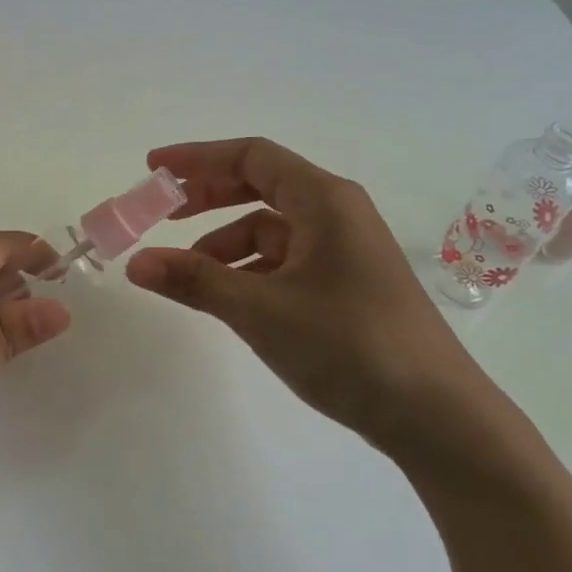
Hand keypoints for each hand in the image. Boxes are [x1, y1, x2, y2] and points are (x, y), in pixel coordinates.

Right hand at [126, 137, 510, 463]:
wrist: (436, 415)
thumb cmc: (349, 345)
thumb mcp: (261, 311)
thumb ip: (196, 281)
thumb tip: (135, 263)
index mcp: (324, 200)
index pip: (251, 156)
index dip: (197, 158)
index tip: (154, 170)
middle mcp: (336, 213)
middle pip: (260, 185)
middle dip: (207, 196)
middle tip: (161, 213)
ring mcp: (344, 250)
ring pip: (271, 229)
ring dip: (224, 242)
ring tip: (185, 272)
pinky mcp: (346, 284)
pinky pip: (286, 261)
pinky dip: (250, 270)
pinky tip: (228, 297)